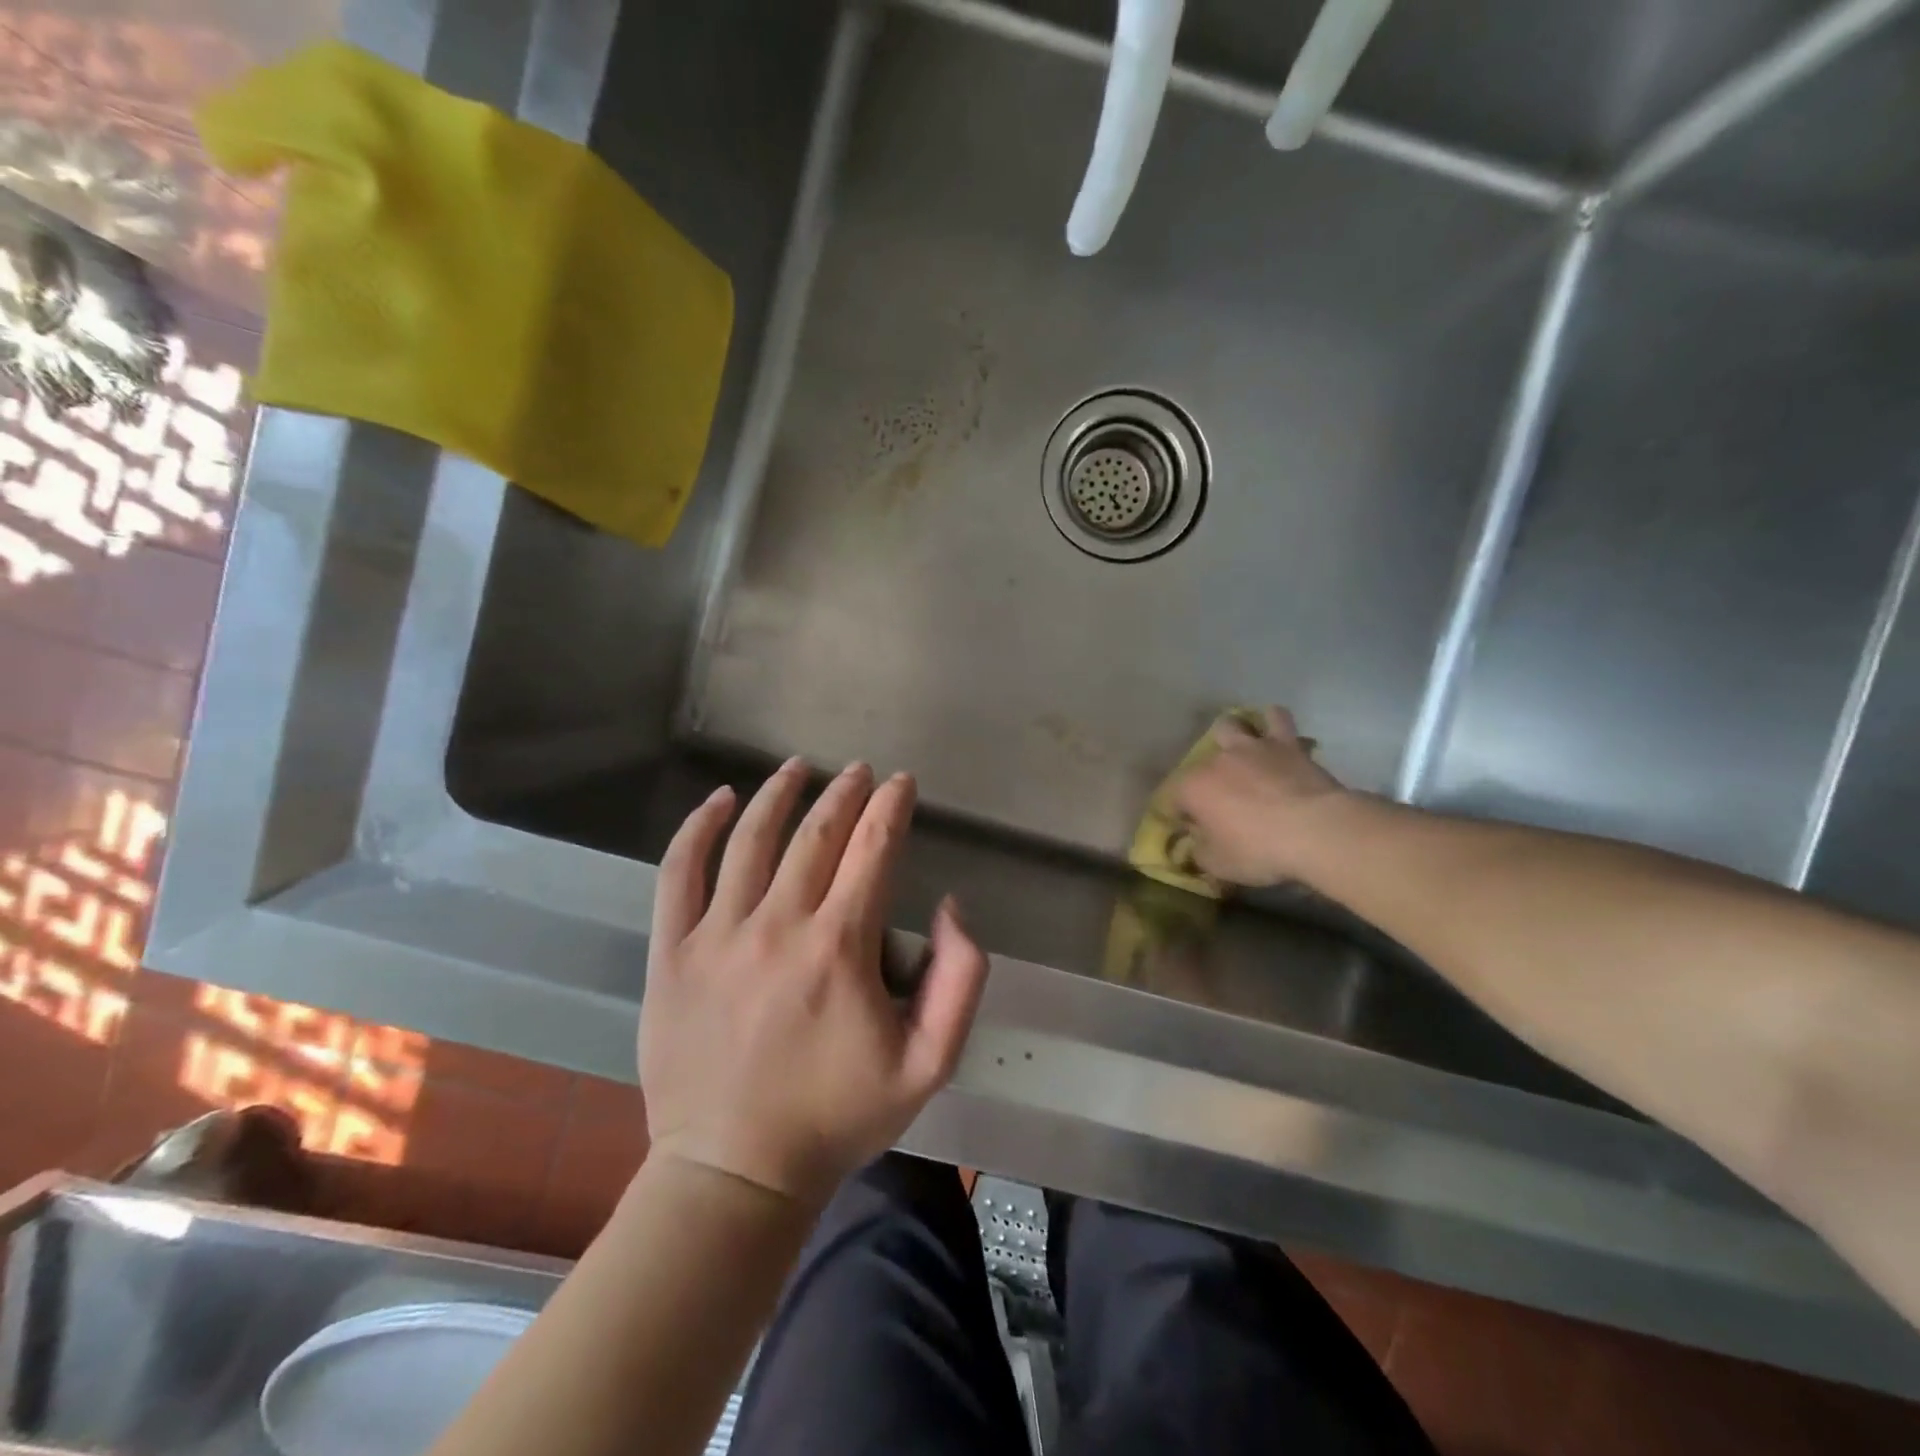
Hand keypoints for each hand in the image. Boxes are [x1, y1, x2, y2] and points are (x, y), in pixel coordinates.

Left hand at [639, 760, 988, 1208]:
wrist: (735, 1171)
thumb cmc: (838, 1116)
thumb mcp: (930, 1062)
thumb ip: (960, 978)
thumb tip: (951, 907)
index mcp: (841, 947)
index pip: (873, 849)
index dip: (892, 808)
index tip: (902, 783)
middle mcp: (779, 925)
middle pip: (817, 834)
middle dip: (846, 793)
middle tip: (861, 771)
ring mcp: (718, 936)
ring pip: (751, 839)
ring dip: (780, 794)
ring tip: (799, 767)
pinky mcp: (672, 953)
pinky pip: (679, 873)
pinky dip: (699, 828)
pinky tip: (721, 800)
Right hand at [1172, 707, 1349, 885]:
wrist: (1316, 830)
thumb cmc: (1259, 850)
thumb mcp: (1218, 865)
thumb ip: (1199, 851)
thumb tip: (1195, 843)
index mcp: (1193, 788)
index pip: (1174, 800)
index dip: (1182, 817)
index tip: (1194, 833)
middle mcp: (1216, 760)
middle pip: (1199, 764)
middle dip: (1205, 778)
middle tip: (1221, 799)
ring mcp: (1251, 748)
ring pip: (1230, 727)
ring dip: (1230, 737)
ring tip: (1239, 752)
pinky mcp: (1286, 744)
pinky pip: (1277, 719)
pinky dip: (1272, 721)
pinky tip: (1273, 729)